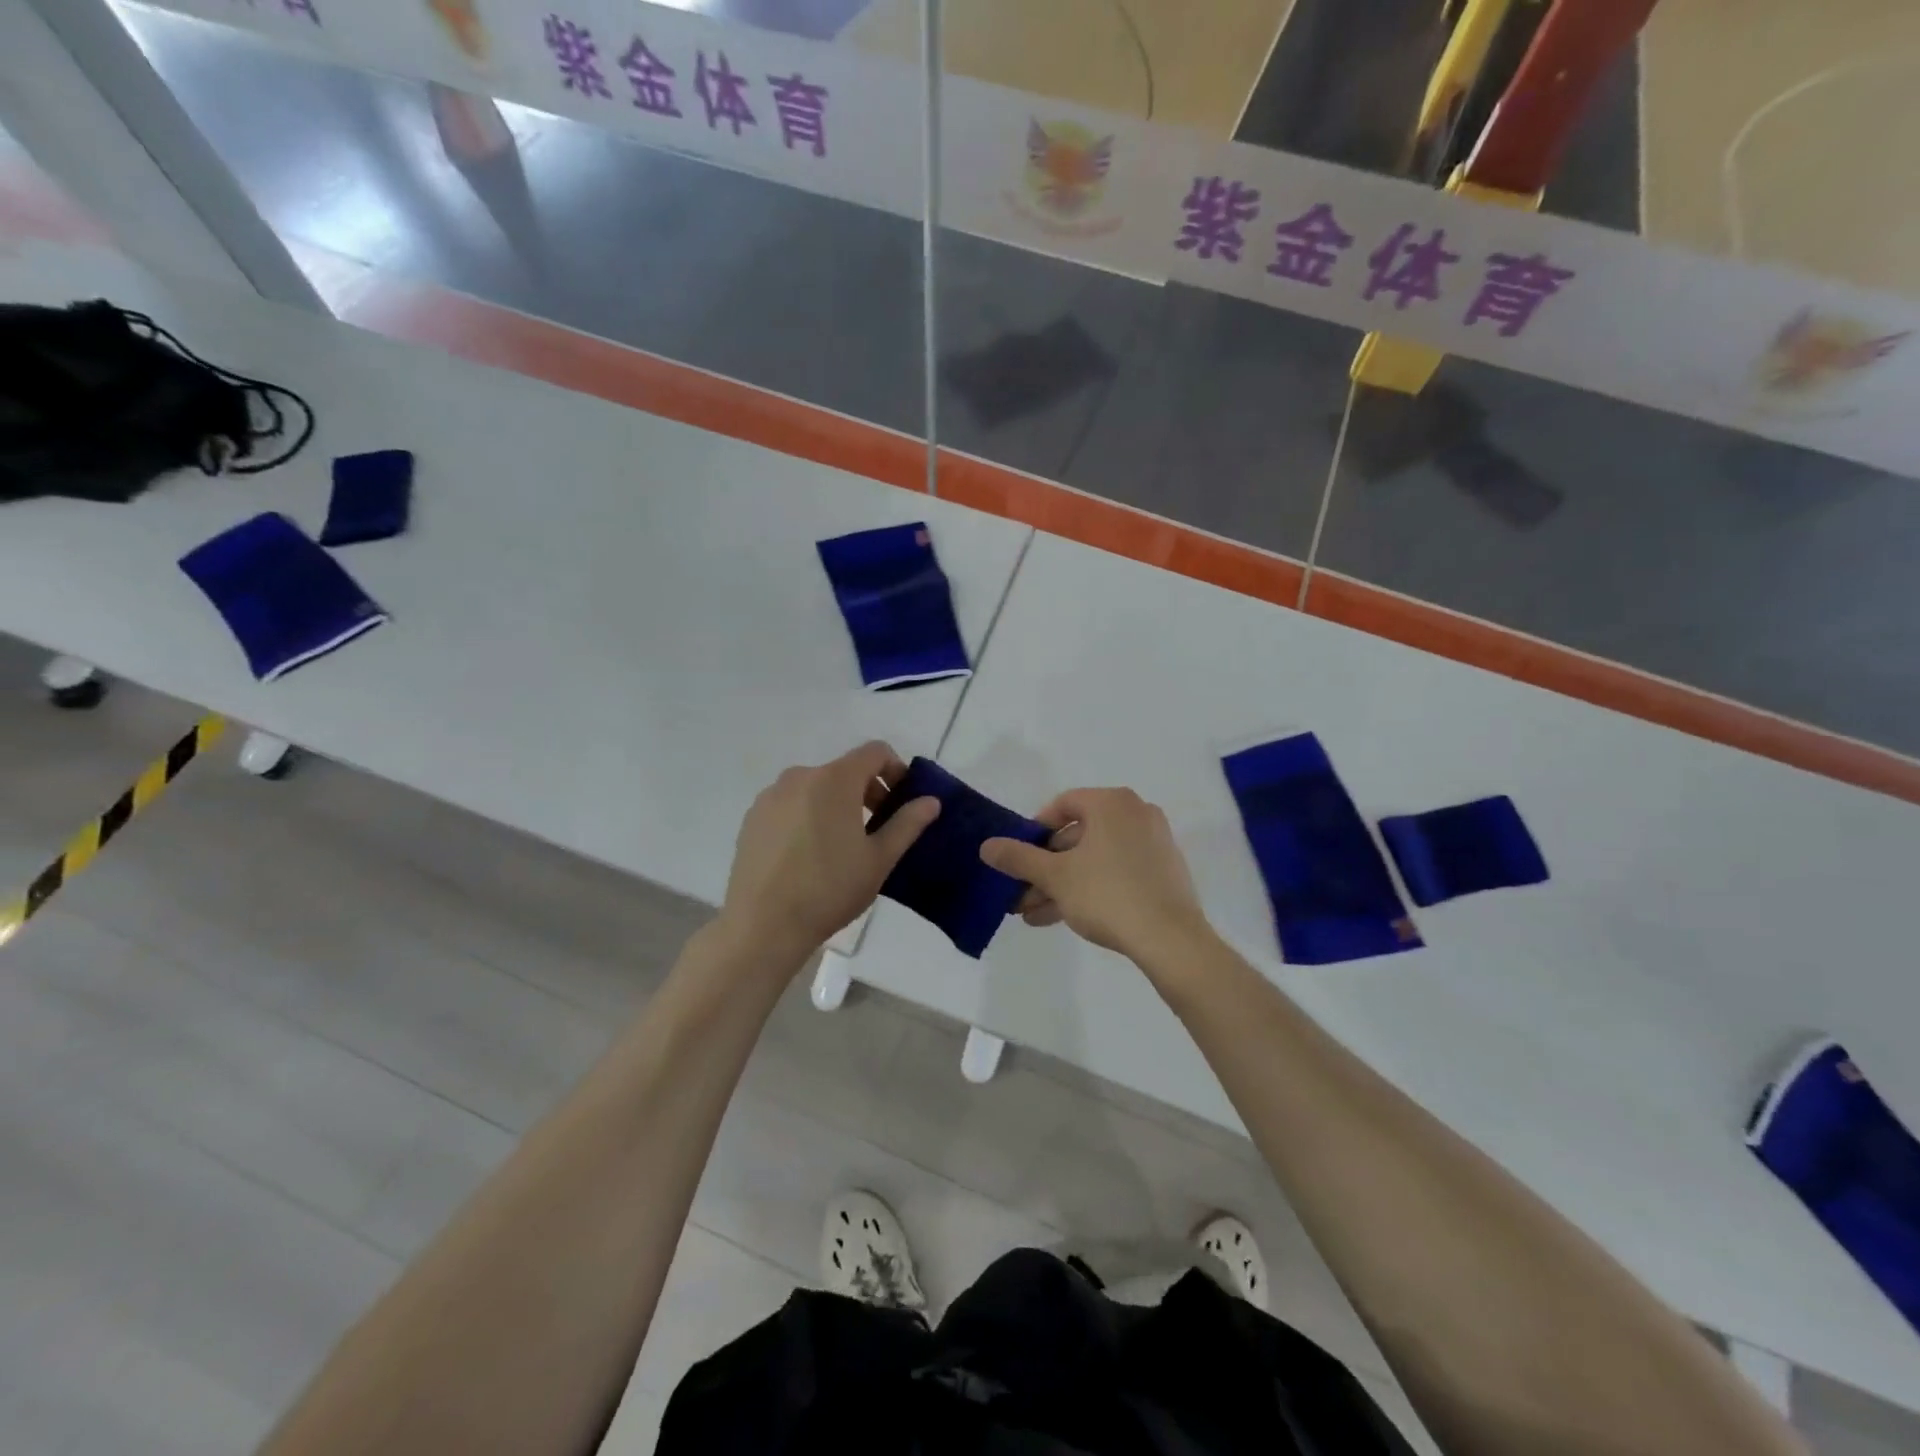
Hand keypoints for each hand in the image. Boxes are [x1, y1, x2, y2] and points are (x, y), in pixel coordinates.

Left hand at [720, 742, 939, 959]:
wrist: (763, 925)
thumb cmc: (830, 889)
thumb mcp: (879, 859)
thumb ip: (908, 824)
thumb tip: (931, 801)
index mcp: (835, 780)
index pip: (875, 752)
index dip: (896, 770)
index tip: (901, 803)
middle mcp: (800, 777)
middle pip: (845, 770)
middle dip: (868, 792)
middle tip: (877, 831)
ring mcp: (770, 796)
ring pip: (816, 788)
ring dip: (836, 805)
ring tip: (841, 847)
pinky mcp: (752, 818)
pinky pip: (790, 805)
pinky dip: (807, 817)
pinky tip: (808, 856)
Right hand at [979, 788, 1207, 959]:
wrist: (1170, 939)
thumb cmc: (1107, 894)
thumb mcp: (1055, 876)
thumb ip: (1018, 858)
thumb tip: (986, 846)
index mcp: (1112, 803)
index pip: (1063, 804)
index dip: (1035, 830)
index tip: (1020, 856)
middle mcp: (1136, 813)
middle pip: (1078, 836)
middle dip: (1046, 867)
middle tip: (1022, 893)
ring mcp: (1153, 843)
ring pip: (1095, 858)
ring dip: (1063, 884)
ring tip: (1035, 914)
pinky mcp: (1163, 871)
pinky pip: (1117, 871)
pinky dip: (1091, 887)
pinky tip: (1065, 917)